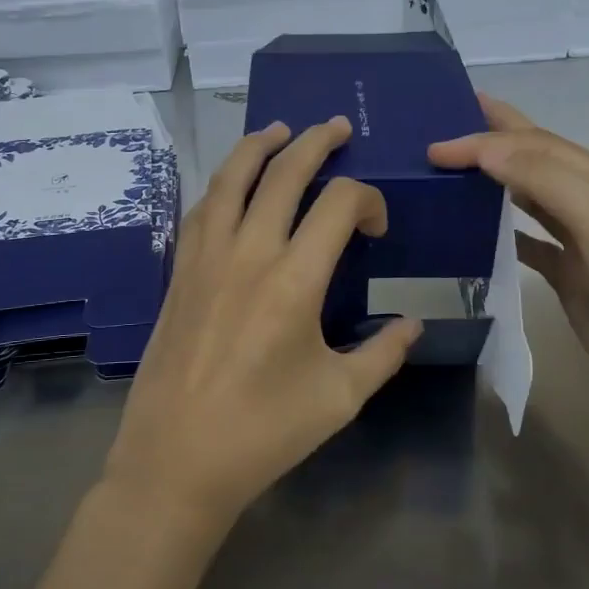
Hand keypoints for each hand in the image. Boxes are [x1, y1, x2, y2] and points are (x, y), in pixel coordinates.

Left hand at [104, 117, 422, 533]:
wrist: (176, 460)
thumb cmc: (264, 432)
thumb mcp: (339, 398)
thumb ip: (383, 354)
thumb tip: (412, 325)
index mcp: (295, 282)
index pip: (338, 204)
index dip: (367, 199)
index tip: (376, 226)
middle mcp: (248, 254)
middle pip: (283, 173)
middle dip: (315, 143)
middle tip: (336, 127)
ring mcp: (206, 259)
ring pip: (230, 179)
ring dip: (258, 146)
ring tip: (279, 130)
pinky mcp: (180, 273)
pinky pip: (202, 209)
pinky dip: (223, 184)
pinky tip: (232, 185)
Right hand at [429, 94, 588, 428]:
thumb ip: (545, 178)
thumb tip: (485, 148)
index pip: (538, 145)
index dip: (488, 137)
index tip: (436, 142)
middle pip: (536, 162)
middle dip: (495, 140)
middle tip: (444, 127)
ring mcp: (583, 246)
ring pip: (530, 200)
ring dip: (494, 182)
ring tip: (452, 171)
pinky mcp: (571, 282)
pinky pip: (529, 245)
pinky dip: (502, 231)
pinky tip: (474, 231)